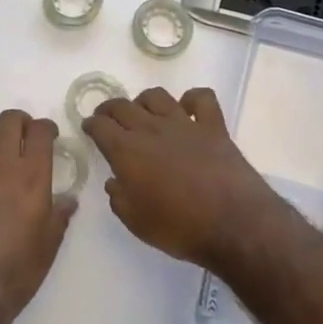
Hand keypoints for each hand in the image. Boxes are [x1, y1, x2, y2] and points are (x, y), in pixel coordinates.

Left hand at [0, 109, 74, 323]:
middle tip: (25, 138)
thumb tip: (67, 199)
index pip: (40, 131)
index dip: (47, 128)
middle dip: (20, 123)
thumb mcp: (50, 245)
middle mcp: (1, 166)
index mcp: (32, 176)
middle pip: (8, 122)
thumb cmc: (18, 270)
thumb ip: (59, 215)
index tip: (50, 135)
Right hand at [84, 87, 285, 270]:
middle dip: (110, 110)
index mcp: (127, 151)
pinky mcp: (213, 126)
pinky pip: (201, 98)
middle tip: (108, 119)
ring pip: (157, 96)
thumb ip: (119, 198)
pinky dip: (192, 99)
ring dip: (144, 101)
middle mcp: (152, 129)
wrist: (233, 224)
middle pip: (123, 106)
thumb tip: (115, 181)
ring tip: (143, 113)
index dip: (91, 125)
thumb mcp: (136, 222)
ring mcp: (184, 124)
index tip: (89, 128)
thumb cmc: (179, 227)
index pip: (100, 126)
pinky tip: (188, 110)